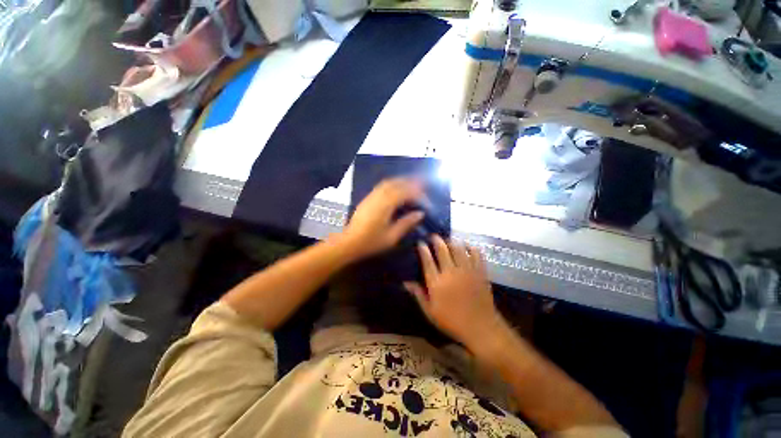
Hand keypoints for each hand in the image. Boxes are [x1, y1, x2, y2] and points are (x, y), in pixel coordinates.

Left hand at [339, 178, 425, 260]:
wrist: (349, 242)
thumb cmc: (371, 242)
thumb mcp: (392, 236)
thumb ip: (407, 223)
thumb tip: (420, 213)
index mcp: (386, 205)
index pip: (405, 193)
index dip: (418, 194)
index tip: (426, 201)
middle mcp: (378, 196)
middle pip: (397, 183)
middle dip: (411, 182)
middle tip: (423, 184)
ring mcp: (371, 196)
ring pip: (389, 182)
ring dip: (402, 181)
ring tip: (412, 184)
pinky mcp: (367, 198)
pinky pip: (382, 186)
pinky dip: (393, 184)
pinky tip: (397, 189)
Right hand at [405, 235, 504, 348]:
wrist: (481, 328)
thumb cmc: (452, 322)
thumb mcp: (430, 312)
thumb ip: (418, 294)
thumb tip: (405, 282)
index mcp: (437, 283)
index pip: (427, 260)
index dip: (423, 249)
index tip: (420, 242)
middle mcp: (451, 272)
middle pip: (442, 250)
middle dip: (437, 240)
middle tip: (433, 236)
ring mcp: (467, 270)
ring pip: (458, 248)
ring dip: (452, 241)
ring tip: (448, 239)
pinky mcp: (480, 272)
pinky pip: (476, 254)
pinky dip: (471, 247)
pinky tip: (466, 246)